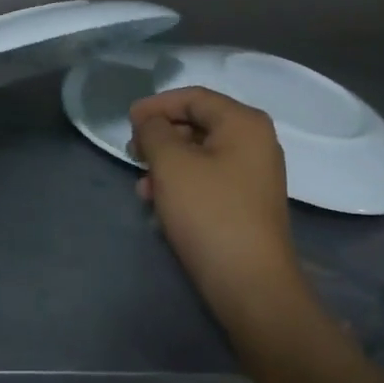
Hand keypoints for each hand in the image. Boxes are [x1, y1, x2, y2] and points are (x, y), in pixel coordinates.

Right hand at [129, 87, 299, 320]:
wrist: (251, 285)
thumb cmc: (209, 213)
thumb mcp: (171, 164)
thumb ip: (154, 132)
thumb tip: (150, 122)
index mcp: (244, 123)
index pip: (194, 97)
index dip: (157, 105)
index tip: (128, 121)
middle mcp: (255, 142)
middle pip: (199, 123)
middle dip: (161, 136)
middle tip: (132, 152)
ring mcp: (255, 174)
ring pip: (201, 154)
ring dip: (167, 163)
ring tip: (142, 185)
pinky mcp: (248, 203)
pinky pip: (209, 178)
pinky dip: (182, 183)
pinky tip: (159, 203)